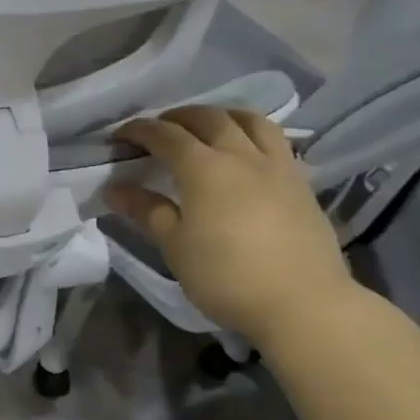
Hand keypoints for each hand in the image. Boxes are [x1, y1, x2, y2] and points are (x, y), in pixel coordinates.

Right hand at [107, 107, 353, 344]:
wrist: (304, 304)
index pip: (165, 135)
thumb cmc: (227, 276)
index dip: (139, 130)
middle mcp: (241, 155)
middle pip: (208, 118)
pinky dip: (252, 134)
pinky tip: (246, 154)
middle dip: (178, 117)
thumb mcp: (176, 246)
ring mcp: (277, 166)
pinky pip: (275, 142)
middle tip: (159, 129)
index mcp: (204, 168)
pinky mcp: (302, 183)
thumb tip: (114, 188)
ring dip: (222, 115)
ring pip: (250, 120)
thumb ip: (147, 211)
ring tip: (207, 127)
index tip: (119, 136)